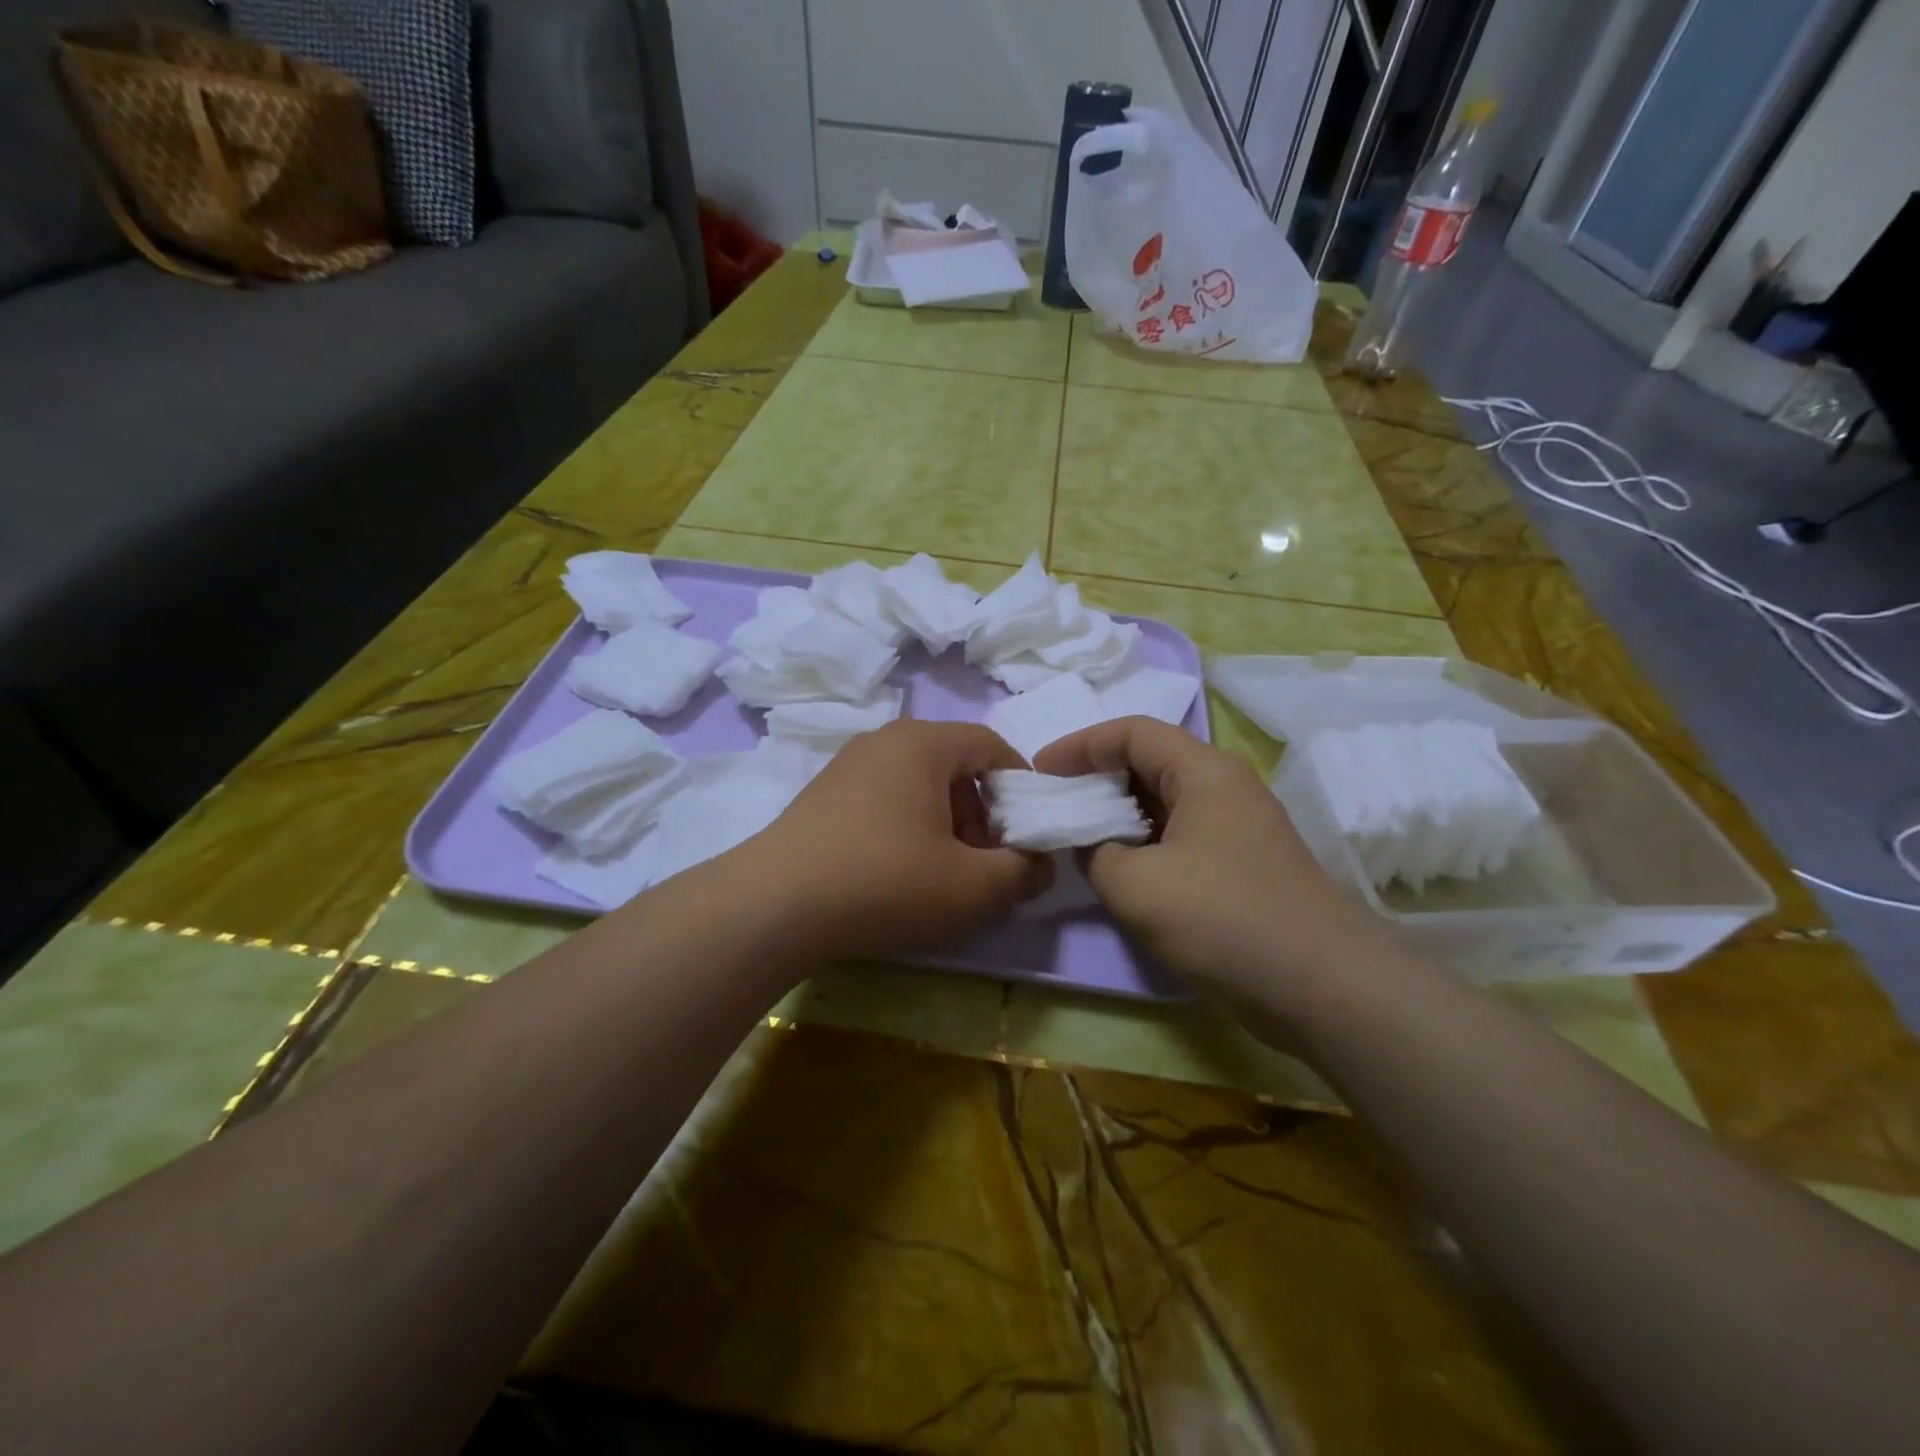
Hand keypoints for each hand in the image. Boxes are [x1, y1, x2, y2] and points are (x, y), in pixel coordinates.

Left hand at [748, 720, 1052, 960]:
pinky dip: (906, 829)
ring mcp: (846, 766)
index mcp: (923, 743)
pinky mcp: (821, 796)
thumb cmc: (885, 882)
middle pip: (954, 765)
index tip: (1029, 828)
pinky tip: (896, 875)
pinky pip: (883, 800)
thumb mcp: (972, 886)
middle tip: (983, 861)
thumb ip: (1023, 872)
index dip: (1020, 784)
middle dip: (981, 812)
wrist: (773, 906)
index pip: (990, 744)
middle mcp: (883, 741)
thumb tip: (1042, 864)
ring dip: (945, 824)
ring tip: (941, 875)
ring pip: (918, 785)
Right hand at [1035, 717, 1395, 1029]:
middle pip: (1148, 763)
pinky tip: (1119, 874)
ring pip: (1164, 804)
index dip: (1080, 746)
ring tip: (1077, 839)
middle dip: (1096, 779)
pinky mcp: (1241, 867)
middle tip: (1055, 806)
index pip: (1131, 733)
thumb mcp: (1135, 884)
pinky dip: (1143, 845)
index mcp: (1203, 771)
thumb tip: (1092, 845)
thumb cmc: (1223, 917)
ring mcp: (1237, 829)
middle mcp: (1223, 788)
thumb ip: (1095, 852)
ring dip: (1118, 816)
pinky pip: (1180, 838)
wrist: (1323, 986)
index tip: (1041, 773)